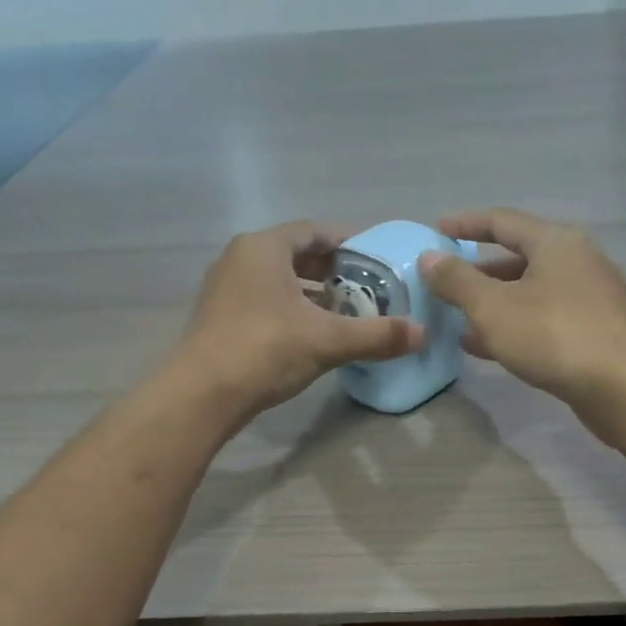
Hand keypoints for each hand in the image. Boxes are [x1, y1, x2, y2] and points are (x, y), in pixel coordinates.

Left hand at [175, 221, 422, 419]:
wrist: (202, 394)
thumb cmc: (265, 350)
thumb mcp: (328, 341)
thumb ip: (377, 335)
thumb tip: (423, 334)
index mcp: (264, 248)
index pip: (314, 231)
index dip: (348, 242)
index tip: (376, 258)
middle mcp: (239, 258)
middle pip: (296, 254)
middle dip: (332, 270)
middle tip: (366, 288)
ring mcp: (225, 288)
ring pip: (278, 280)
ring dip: (311, 292)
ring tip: (344, 311)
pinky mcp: (219, 317)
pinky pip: (263, 300)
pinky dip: (290, 309)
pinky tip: (311, 333)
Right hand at [418, 208, 625, 417]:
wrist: (621, 387)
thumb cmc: (553, 336)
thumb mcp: (493, 307)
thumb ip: (457, 281)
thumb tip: (429, 258)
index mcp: (556, 242)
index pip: (502, 221)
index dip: (466, 225)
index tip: (436, 231)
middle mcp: (578, 261)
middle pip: (519, 257)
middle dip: (479, 272)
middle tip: (447, 284)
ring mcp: (591, 298)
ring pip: (532, 292)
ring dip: (494, 304)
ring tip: (459, 321)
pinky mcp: (596, 331)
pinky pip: (546, 318)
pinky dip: (515, 325)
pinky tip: (489, 347)